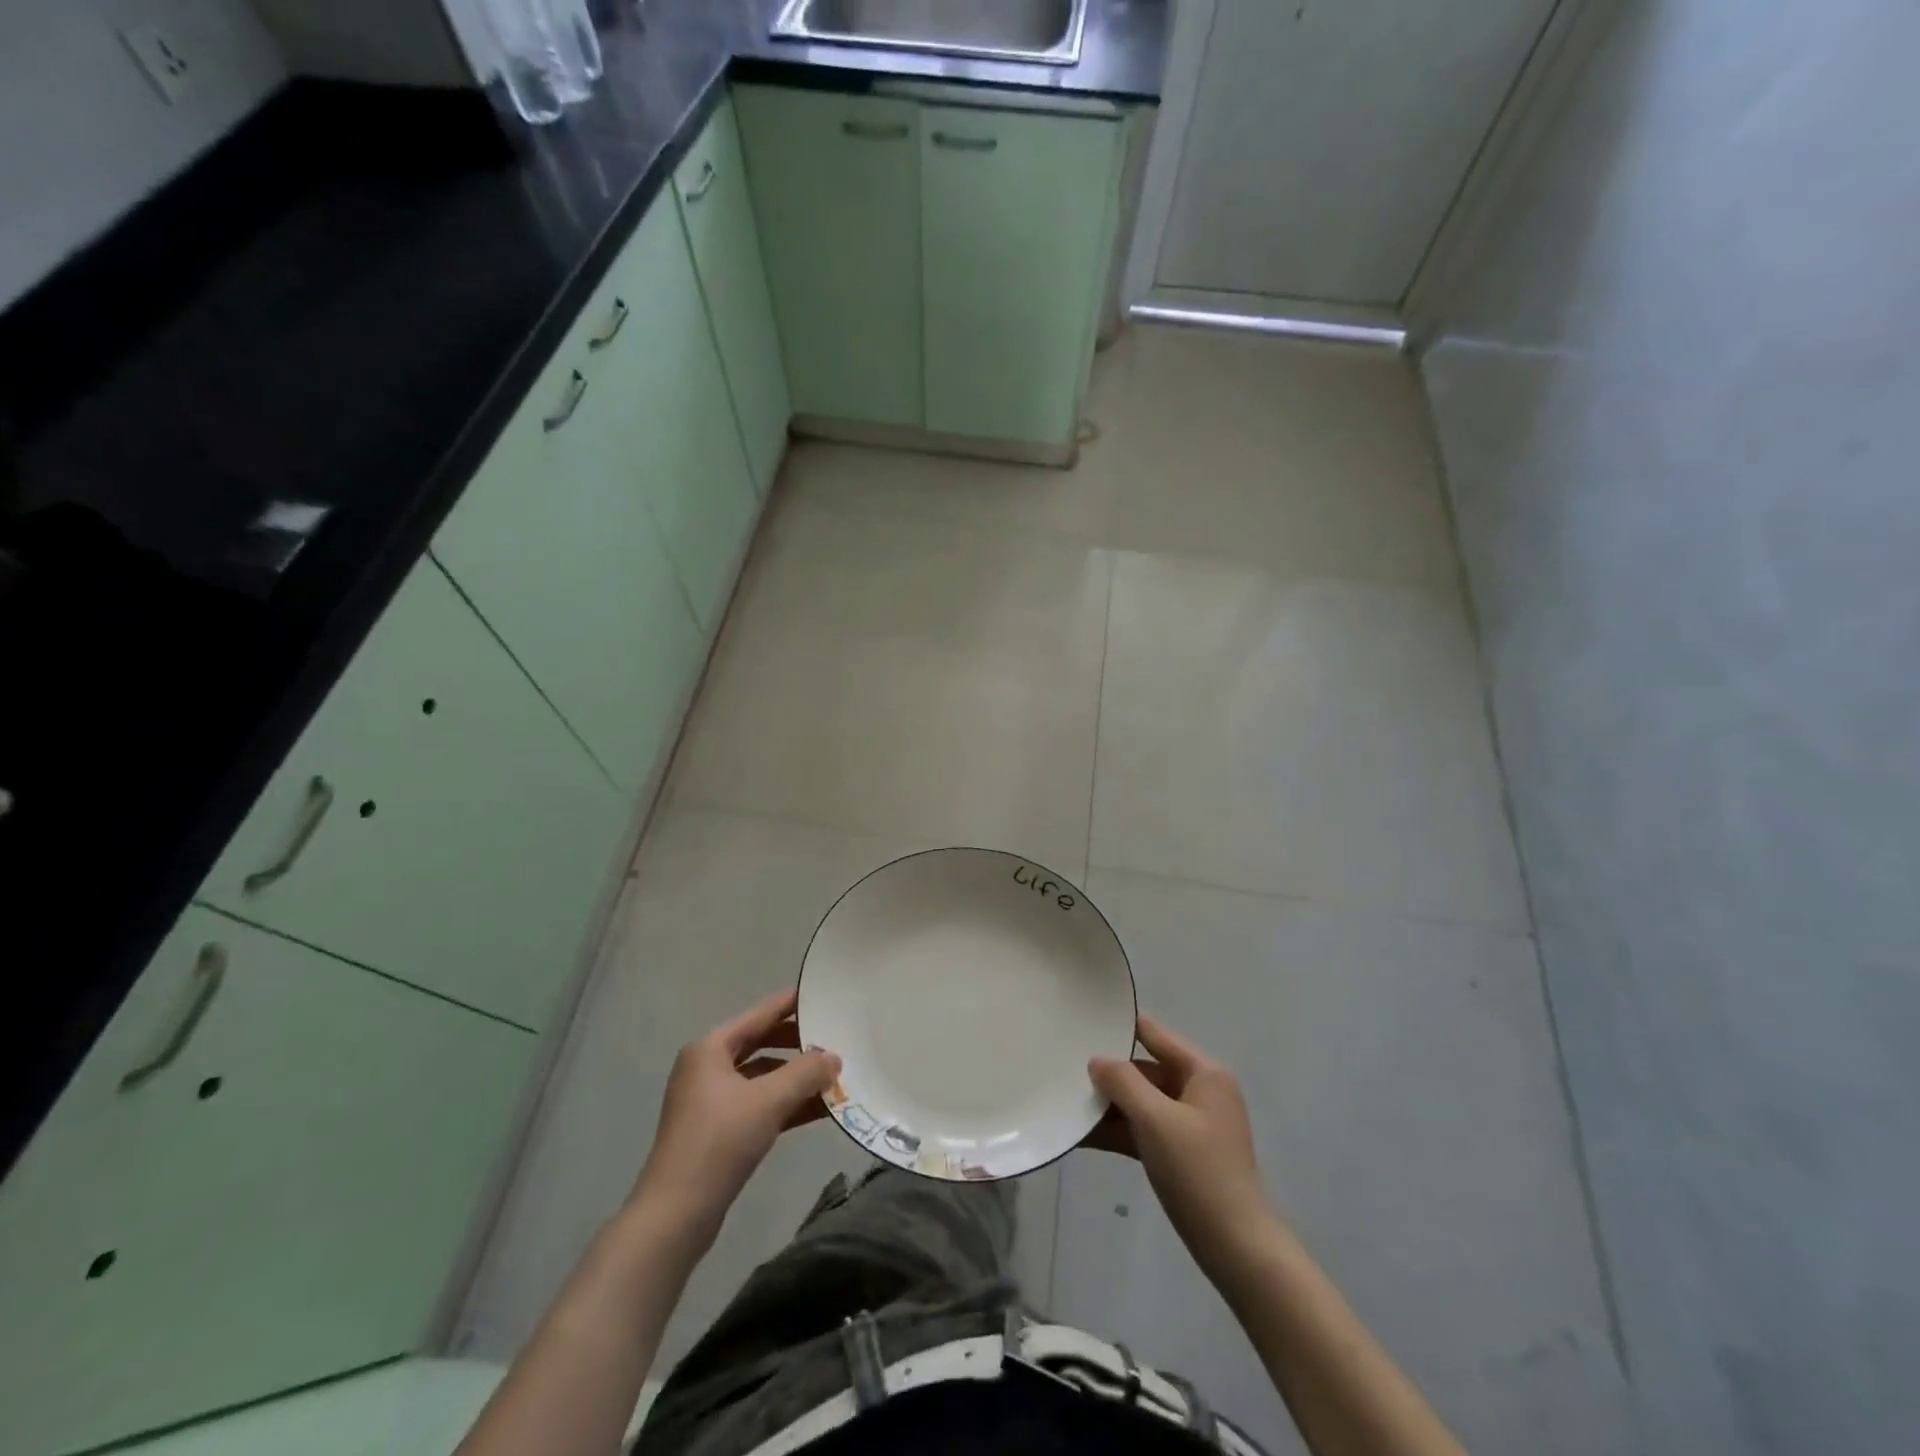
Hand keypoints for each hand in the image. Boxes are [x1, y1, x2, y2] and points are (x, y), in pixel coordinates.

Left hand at [630, 989, 840, 1248]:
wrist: (675, 1216)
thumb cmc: (719, 1143)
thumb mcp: (769, 1101)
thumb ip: (806, 1072)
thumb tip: (834, 1057)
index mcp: (710, 1049)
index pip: (760, 1014)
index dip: (792, 1004)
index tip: (823, 994)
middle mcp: (707, 1068)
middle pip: (762, 1044)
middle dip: (799, 1045)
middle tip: (835, 1039)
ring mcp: (710, 1101)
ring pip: (762, 1077)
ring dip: (796, 1078)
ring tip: (834, 1076)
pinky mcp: (717, 1131)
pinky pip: (759, 1104)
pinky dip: (786, 1104)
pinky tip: (819, 1110)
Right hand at [1085, 1015, 1273, 1279]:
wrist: (1235, 1246)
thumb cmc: (1198, 1171)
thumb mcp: (1155, 1120)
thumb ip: (1123, 1082)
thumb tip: (1097, 1060)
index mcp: (1204, 1073)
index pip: (1156, 1035)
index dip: (1122, 1027)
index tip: (1083, 1020)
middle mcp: (1200, 1091)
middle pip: (1147, 1070)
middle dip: (1109, 1074)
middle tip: (1065, 1068)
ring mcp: (1191, 1124)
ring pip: (1142, 1103)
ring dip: (1109, 1106)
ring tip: (1066, 1102)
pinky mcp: (1182, 1153)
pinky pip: (1144, 1130)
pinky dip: (1119, 1131)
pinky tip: (1082, 1134)